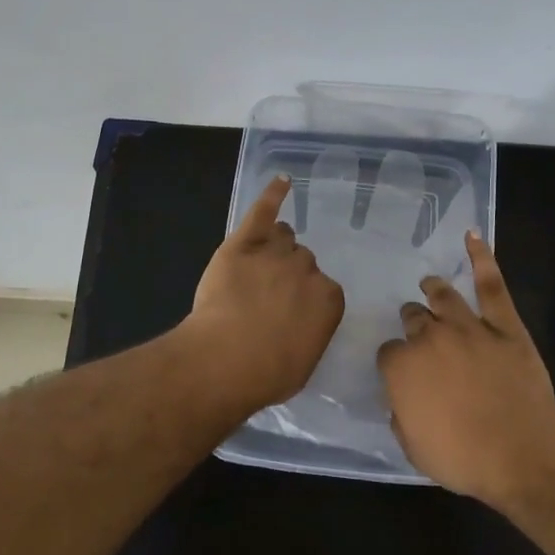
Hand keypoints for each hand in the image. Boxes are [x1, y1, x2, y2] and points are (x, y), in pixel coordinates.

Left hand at [183, 175, 345, 413]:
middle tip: (267, 295)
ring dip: (276, 246)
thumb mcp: (302, 362)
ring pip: (284, 237)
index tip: (289, 312)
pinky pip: (264, 211)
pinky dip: (273, 194)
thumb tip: (300, 328)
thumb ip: (309, 334)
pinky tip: (282, 181)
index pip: (323, 288)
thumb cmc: (266, 373)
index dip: (303, 299)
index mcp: (329, 299)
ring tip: (260, 263)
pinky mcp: (244, 242)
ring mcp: (276, 253)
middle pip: (302, 260)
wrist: (225, 360)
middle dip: (289, 274)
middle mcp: (308, 270)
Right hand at [378, 232, 554, 501]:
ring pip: (443, 296)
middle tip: (417, 329)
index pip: (388, 353)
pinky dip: (481, 258)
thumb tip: (403, 399)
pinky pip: (491, 285)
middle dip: (412, 323)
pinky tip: (472, 236)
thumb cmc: (463, 458)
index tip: (402, 372)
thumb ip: (402, 414)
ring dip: (433, 290)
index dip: (394, 362)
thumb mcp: (414, 448)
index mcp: (402, 366)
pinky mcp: (504, 325)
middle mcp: (429, 337)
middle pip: (413, 319)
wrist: (521, 452)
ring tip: (430, 284)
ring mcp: (468, 326)